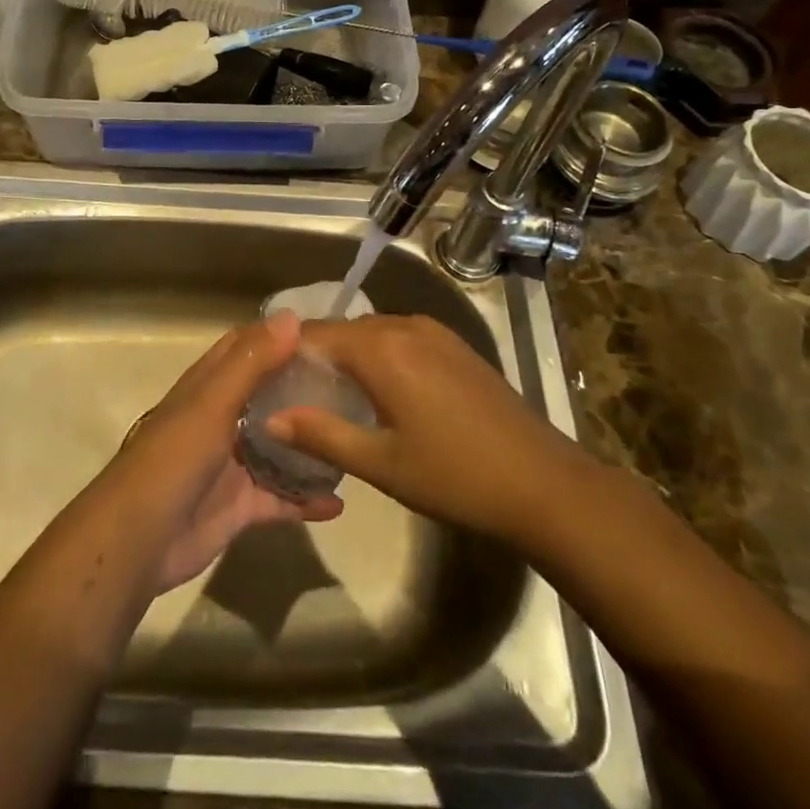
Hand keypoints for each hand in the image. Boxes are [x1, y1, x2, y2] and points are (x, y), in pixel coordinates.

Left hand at [106, 311, 342, 592]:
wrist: (138, 540)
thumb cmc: (174, 459)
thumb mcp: (213, 402)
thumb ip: (252, 362)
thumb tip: (293, 317)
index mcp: (210, 386)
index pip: (247, 346)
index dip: (280, 335)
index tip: (327, 333)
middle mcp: (222, 418)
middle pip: (268, 394)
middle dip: (304, 387)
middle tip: (355, 385)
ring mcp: (232, 463)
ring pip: (279, 446)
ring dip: (309, 442)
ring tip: (354, 436)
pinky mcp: (240, 506)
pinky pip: (281, 498)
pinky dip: (306, 500)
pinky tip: (341, 502)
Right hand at [265, 314, 590, 545]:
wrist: (543, 483)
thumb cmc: (455, 476)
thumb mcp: (381, 463)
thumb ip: (322, 435)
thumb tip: (271, 418)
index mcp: (381, 348)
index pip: (315, 334)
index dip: (285, 353)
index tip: (265, 380)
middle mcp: (404, 325)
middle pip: (343, 330)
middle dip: (315, 355)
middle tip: (293, 393)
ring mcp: (434, 332)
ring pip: (372, 333)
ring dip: (348, 355)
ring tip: (331, 395)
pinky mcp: (454, 344)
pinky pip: (400, 338)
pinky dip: (378, 356)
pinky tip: (379, 392)